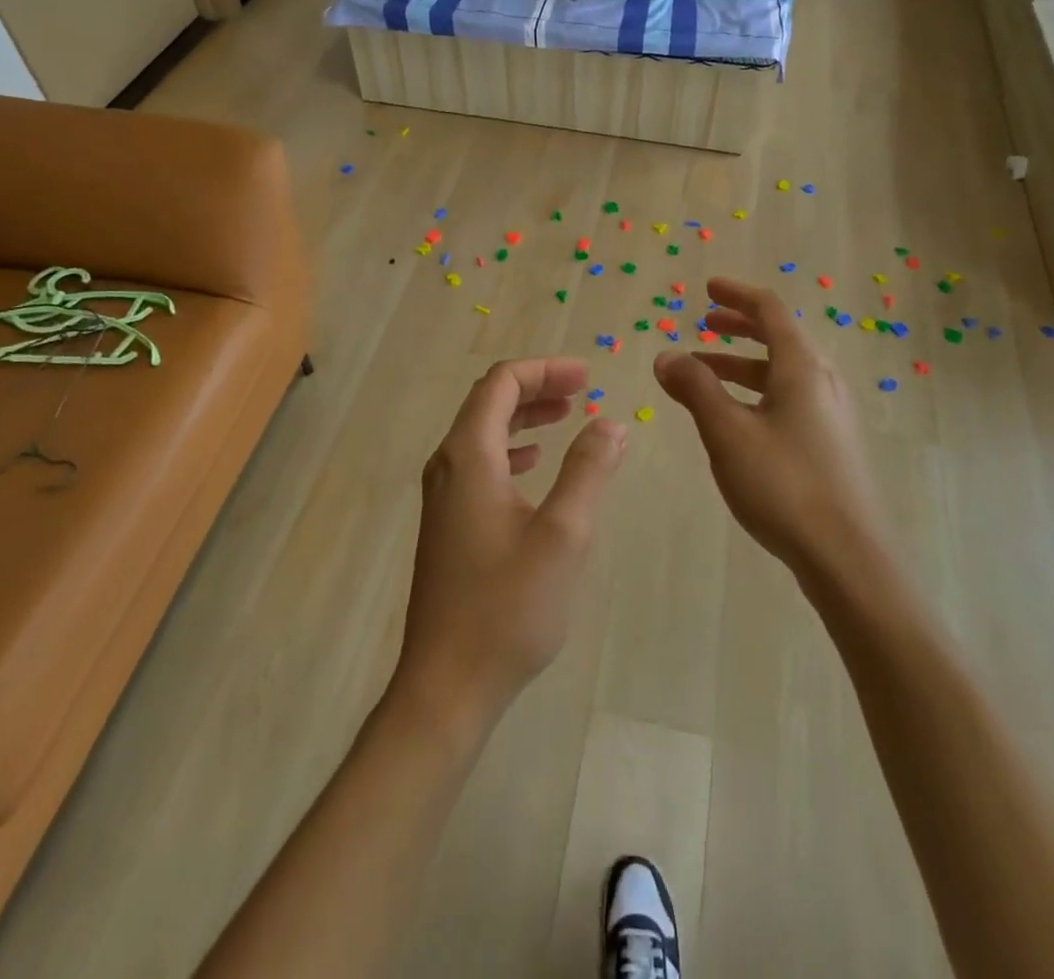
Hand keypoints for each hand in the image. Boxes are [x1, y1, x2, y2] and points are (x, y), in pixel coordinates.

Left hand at [396, 358, 627, 730]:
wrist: (447, 684)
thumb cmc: (507, 607)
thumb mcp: (563, 534)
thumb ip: (588, 471)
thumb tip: (610, 424)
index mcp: (468, 456)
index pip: (501, 383)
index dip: (545, 369)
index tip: (587, 376)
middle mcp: (448, 465)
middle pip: (489, 401)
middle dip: (537, 387)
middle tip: (583, 389)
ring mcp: (443, 496)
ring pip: (483, 432)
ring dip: (525, 416)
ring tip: (567, 417)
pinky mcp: (448, 522)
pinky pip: (479, 463)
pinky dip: (511, 449)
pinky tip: (534, 464)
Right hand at [654, 278, 885, 577]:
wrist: (848, 556)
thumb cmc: (784, 484)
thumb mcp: (727, 432)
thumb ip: (695, 388)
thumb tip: (666, 355)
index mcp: (802, 367)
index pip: (770, 310)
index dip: (737, 295)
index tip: (707, 289)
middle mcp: (822, 381)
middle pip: (780, 337)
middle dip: (739, 326)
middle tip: (704, 322)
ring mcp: (831, 413)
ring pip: (783, 372)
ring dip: (743, 363)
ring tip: (703, 374)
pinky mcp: (832, 443)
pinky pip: (789, 398)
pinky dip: (757, 391)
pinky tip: (735, 418)